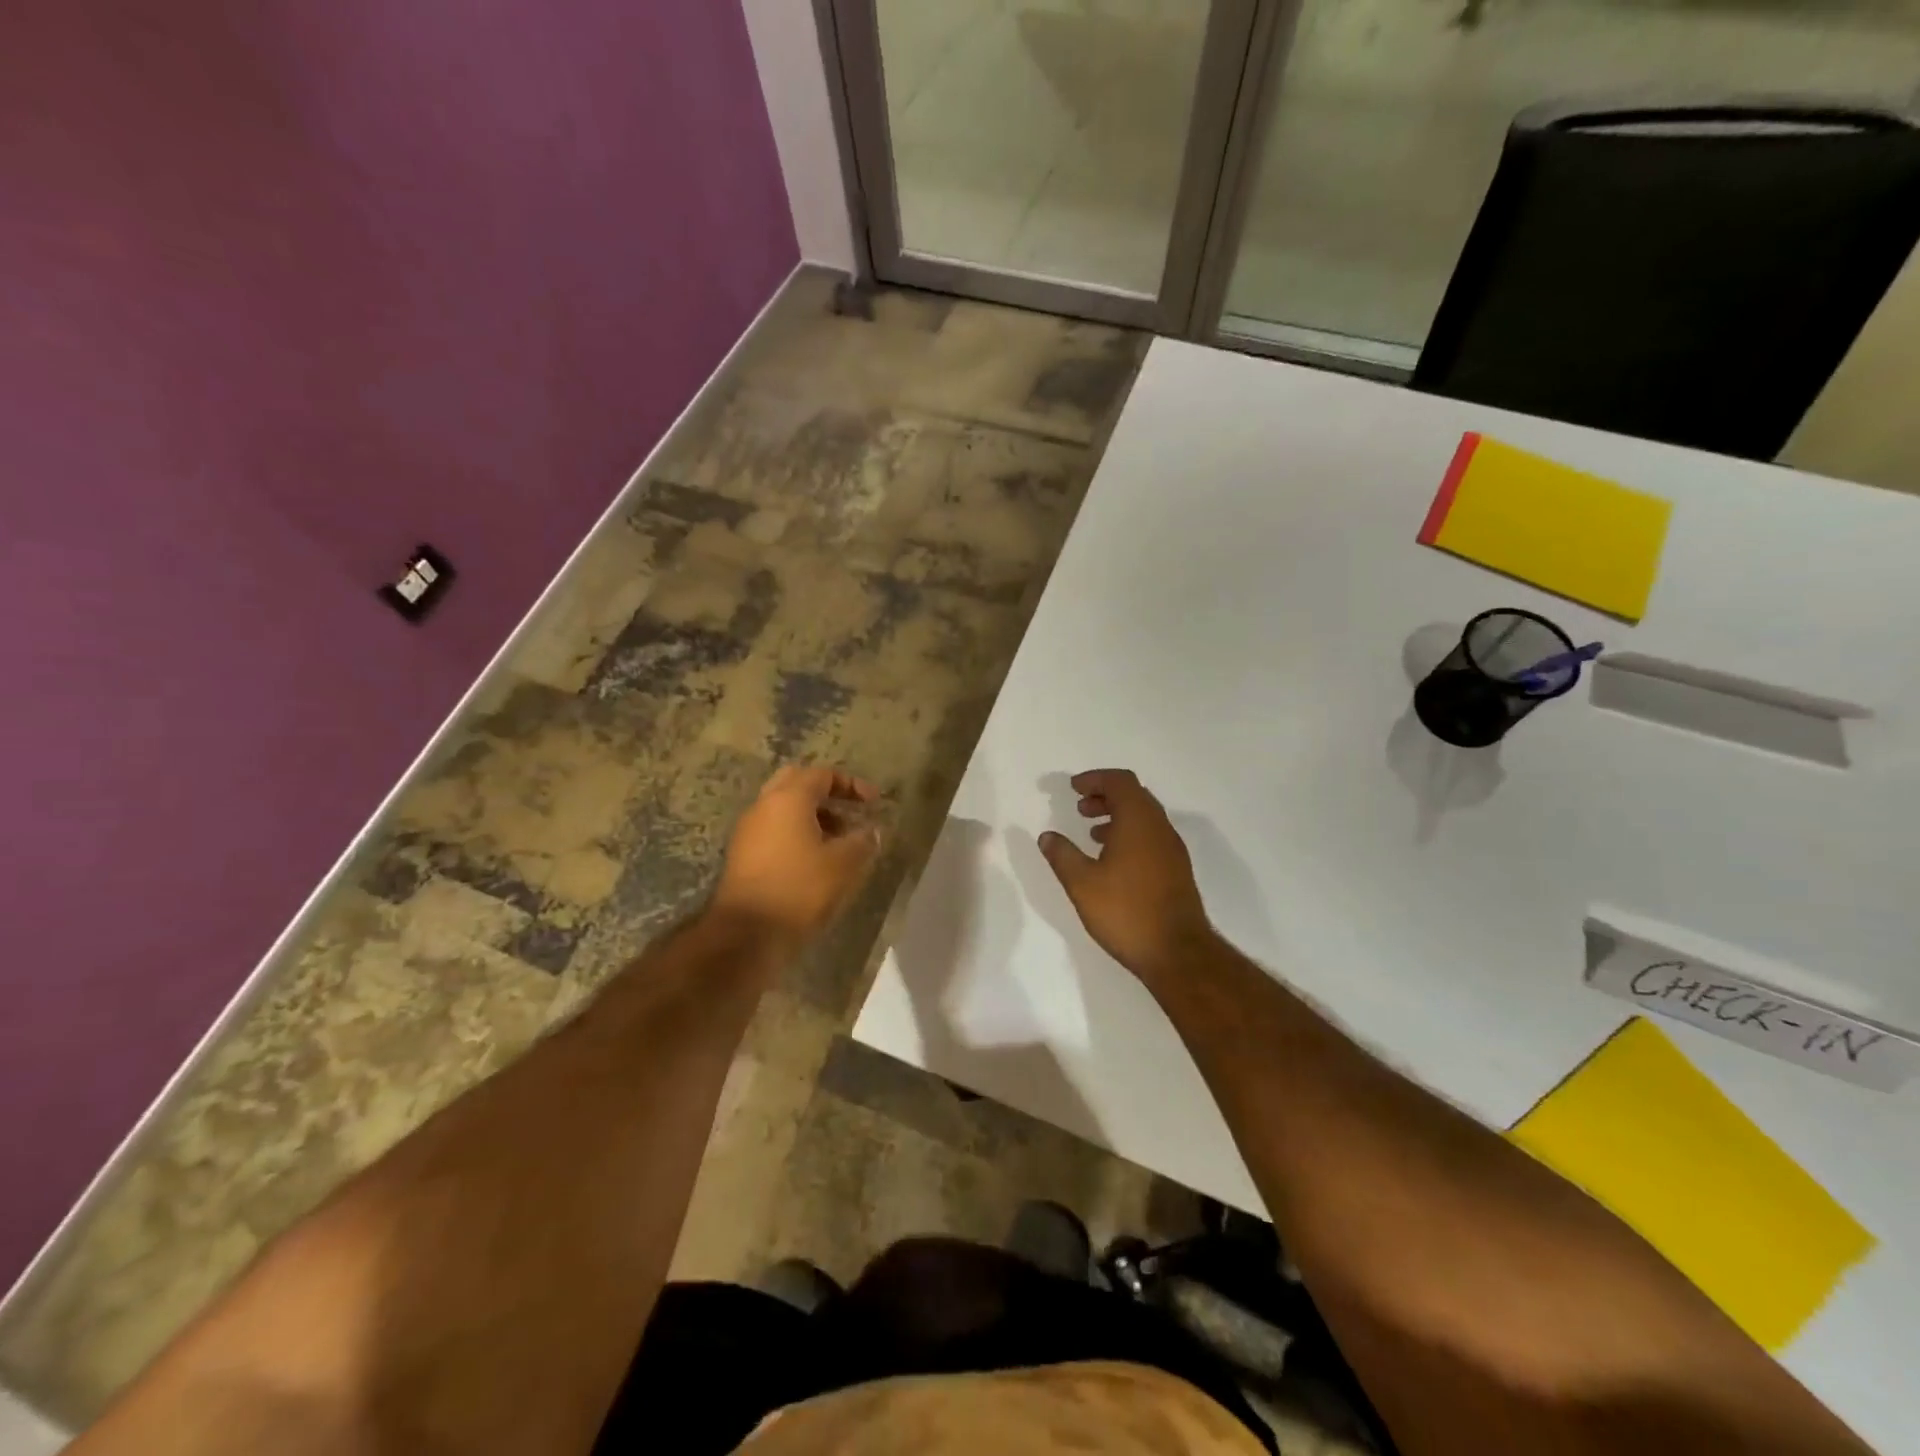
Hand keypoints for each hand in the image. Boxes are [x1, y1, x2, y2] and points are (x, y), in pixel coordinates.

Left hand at [712, 766, 881, 948]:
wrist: (747, 934)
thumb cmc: (800, 889)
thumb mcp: (844, 864)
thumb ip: (863, 841)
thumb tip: (872, 831)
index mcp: (788, 798)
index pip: (822, 774)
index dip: (852, 784)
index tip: (874, 802)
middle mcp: (763, 806)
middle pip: (797, 783)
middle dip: (827, 794)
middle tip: (850, 812)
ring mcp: (748, 831)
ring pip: (783, 809)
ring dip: (813, 817)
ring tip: (840, 841)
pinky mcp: (742, 856)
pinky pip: (774, 832)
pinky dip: (797, 835)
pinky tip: (816, 861)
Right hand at [1038, 769, 1214, 986]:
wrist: (1178, 953)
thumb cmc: (1126, 912)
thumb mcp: (1082, 883)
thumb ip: (1062, 855)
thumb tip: (1047, 836)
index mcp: (1138, 821)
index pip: (1120, 782)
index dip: (1095, 779)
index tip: (1073, 788)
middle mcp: (1160, 828)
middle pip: (1134, 795)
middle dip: (1105, 795)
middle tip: (1080, 808)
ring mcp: (1172, 850)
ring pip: (1144, 817)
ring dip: (1118, 816)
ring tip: (1092, 833)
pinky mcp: (1177, 870)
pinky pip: (1151, 837)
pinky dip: (1130, 834)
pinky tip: (1112, 860)